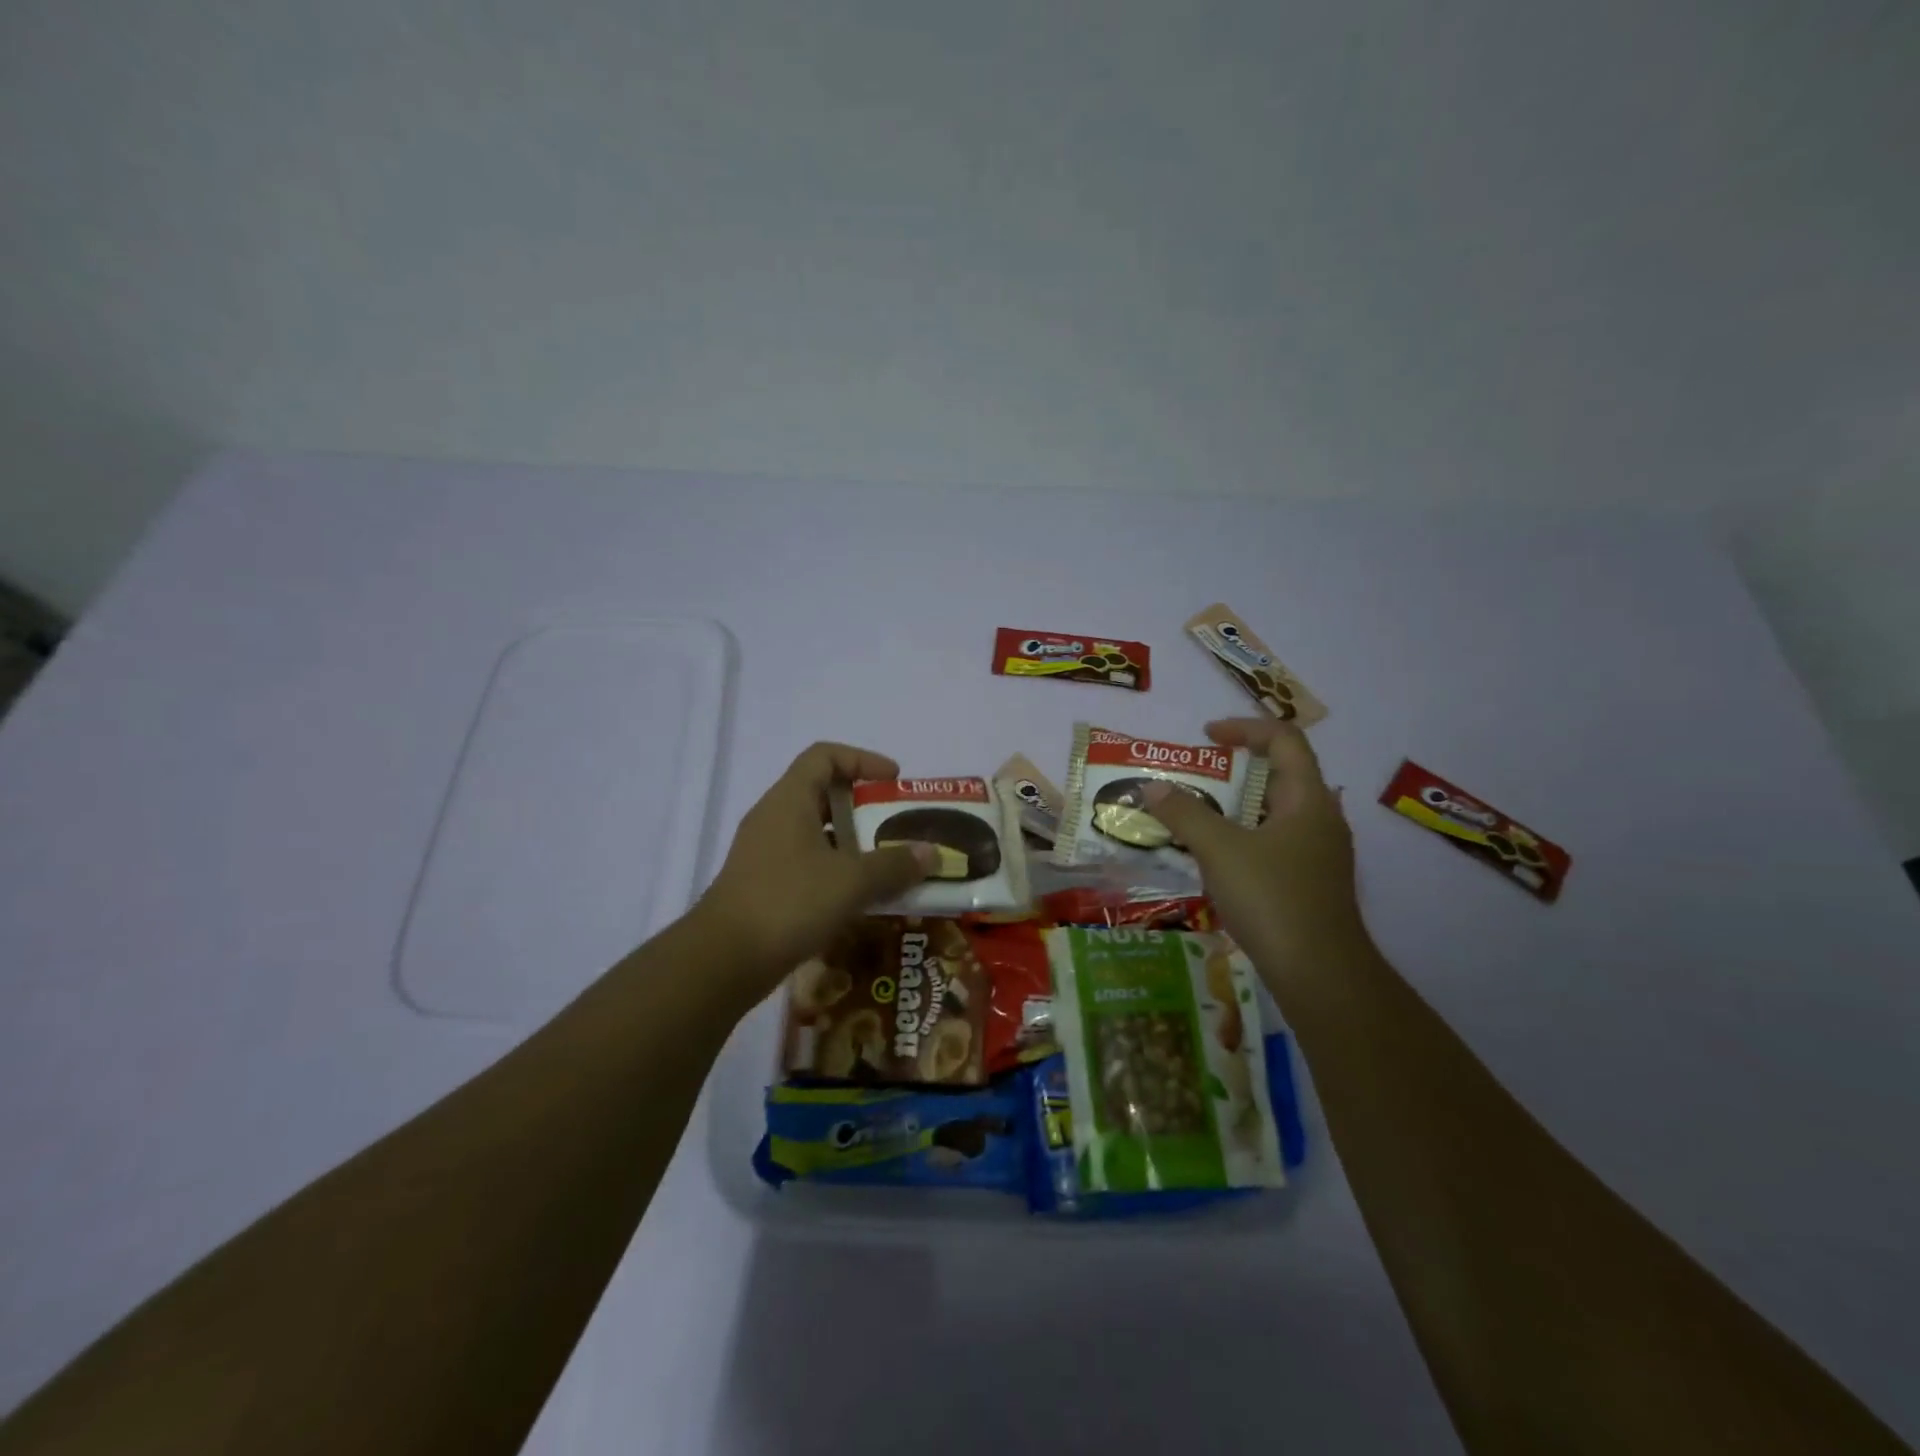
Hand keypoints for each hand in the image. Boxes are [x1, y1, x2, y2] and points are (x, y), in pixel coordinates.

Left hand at [694, 743, 932, 989]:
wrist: (723, 960)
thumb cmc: (789, 902)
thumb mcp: (851, 881)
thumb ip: (894, 865)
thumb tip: (931, 853)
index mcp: (789, 800)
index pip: (825, 756)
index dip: (862, 759)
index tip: (894, 780)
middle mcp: (773, 818)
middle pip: (822, 793)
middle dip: (863, 806)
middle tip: (897, 825)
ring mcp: (763, 852)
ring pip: (814, 832)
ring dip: (851, 843)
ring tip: (885, 864)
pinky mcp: (761, 884)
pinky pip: (805, 862)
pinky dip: (834, 870)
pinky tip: (857, 897)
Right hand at [1143, 718, 1369, 995]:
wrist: (1320, 975)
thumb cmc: (1272, 898)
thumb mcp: (1219, 850)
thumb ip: (1185, 813)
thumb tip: (1152, 787)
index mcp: (1308, 799)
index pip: (1285, 740)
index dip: (1244, 728)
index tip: (1207, 736)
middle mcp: (1322, 820)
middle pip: (1283, 775)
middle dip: (1238, 768)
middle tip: (1198, 776)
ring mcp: (1320, 855)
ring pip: (1277, 813)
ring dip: (1239, 806)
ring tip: (1199, 816)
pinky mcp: (1312, 884)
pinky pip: (1276, 843)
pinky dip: (1246, 838)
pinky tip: (1218, 860)